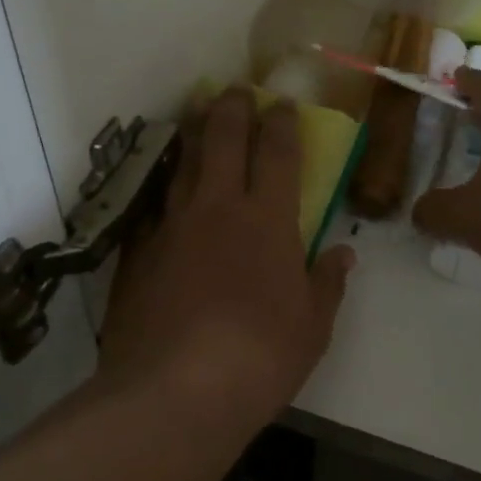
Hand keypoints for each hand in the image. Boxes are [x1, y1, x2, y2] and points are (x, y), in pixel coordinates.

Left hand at [98, 89, 353, 417]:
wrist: (175, 392)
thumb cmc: (259, 357)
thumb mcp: (312, 327)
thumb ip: (327, 283)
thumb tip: (343, 254)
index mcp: (268, 220)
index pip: (278, 153)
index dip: (281, 123)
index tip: (281, 103)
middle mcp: (218, 208)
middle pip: (224, 140)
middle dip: (233, 107)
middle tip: (237, 89)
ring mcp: (172, 226)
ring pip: (184, 163)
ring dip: (194, 132)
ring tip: (198, 112)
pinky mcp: (138, 252)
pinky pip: (154, 205)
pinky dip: (165, 186)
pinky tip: (166, 186)